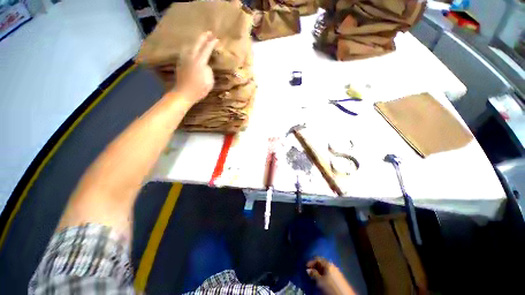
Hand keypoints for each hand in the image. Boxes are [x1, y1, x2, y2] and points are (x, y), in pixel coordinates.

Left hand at [173, 31, 217, 104]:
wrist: (184, 93)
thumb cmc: (199, 89)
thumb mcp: (209, 82)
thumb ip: (208, 71)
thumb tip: (206, 65)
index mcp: (200, 62)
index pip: (207, 49)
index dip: (212, 43)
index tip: (216, 38)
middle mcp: (191, 58)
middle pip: (197, 44)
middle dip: (203, 37)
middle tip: (209, 33)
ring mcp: (184, 59)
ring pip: (190, 46)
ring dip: (196, 42)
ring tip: (200, 40)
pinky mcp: (181, 63)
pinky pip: (186, 52)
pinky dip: (190, 48)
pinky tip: (192, 49)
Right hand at [307, 257, 354, 294]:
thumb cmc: (330, 287)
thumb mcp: (320, 281)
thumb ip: (313, 274)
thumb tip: (308, 270)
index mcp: (327, 264)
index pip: (317, 259)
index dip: (310, 262)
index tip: (305, 267)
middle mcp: (332, 266)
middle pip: (321, 264)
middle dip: (314, 267)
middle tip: (308, 273)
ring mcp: (336, 272)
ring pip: (324, 269)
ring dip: (318, 272)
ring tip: (313, 278)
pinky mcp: (338, 278)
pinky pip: (328, 274)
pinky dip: (323, 276)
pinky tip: (321, 281)